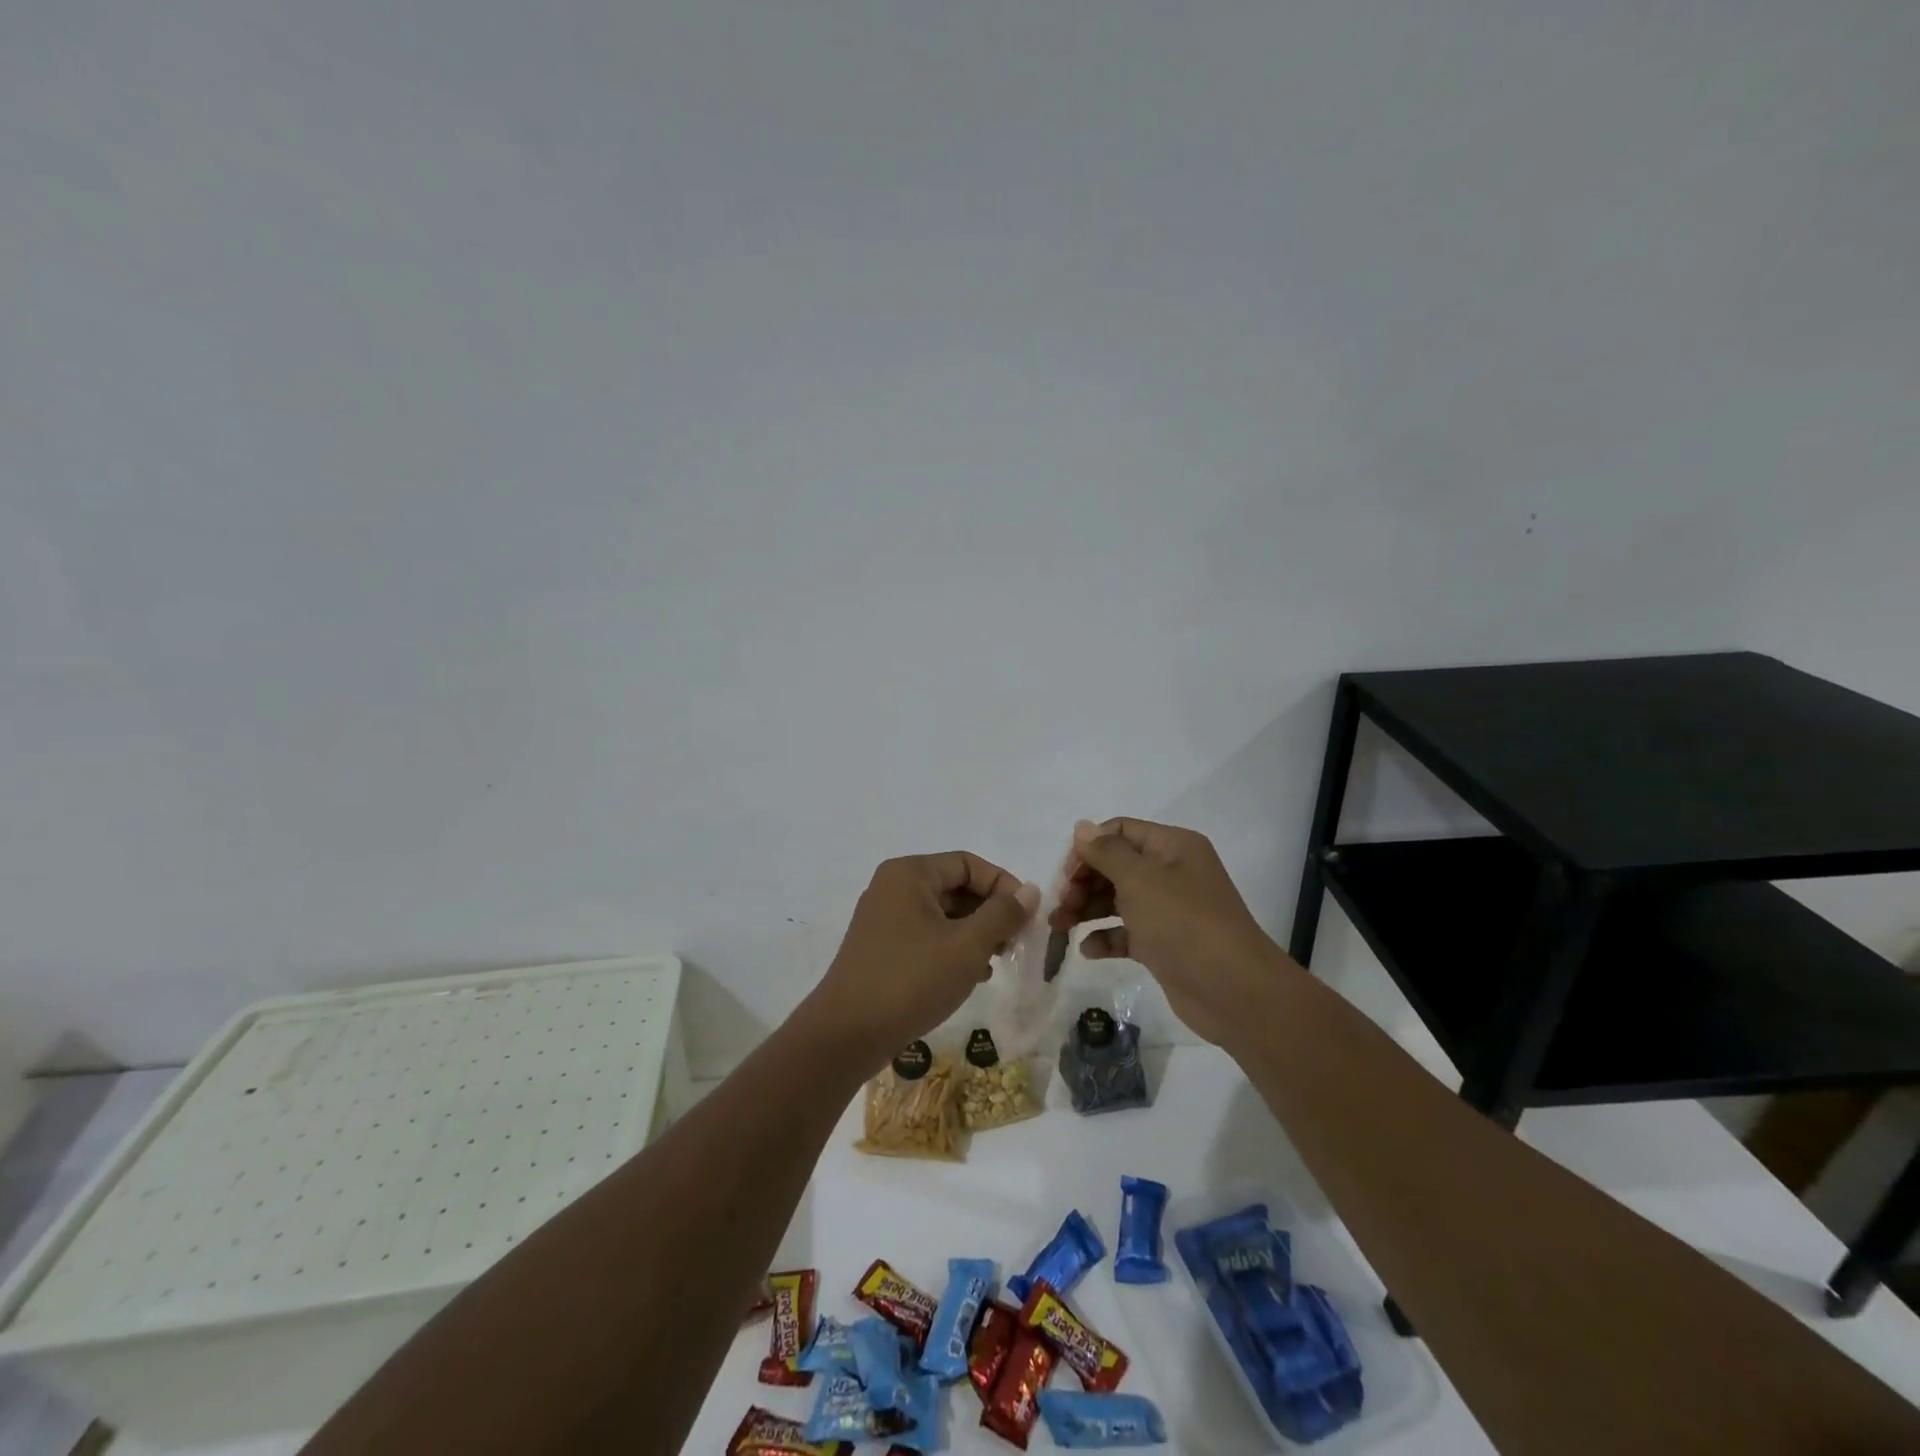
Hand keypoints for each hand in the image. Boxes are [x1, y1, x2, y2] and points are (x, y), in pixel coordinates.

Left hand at [804, 852, 1038, 1069]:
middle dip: (990, 913)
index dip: (1003, 886)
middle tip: (1014, 945)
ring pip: (943, 914)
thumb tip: (1031, 890)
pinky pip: (927, 935)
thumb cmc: (910, 980)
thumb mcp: (966, 946)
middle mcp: (894, 887)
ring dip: (974, 934)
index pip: (969, 864)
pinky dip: (952, 949)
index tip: (1027, 918)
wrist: (846, 1035)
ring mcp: (884, 918)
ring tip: (996, 963)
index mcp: (910, 874)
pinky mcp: (882, 947)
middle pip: (955, 887)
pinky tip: (971, 977)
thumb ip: (1002, 914)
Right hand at [1051, 817, 1291, 1049]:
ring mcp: (1168, 910)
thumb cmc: (1183, 922)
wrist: (1233, 990)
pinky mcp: (1164, 944)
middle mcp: (1171, 872)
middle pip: (1115, 865)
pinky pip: (1127, 932)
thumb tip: (1082, 827)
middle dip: (1083, 882)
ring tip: (1059, 927)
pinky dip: (1106, 937)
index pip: (1120, 831)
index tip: (1065, 874)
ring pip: (1117, 899)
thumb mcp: (1139, 879)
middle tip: (1060, 905)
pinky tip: (1088, 950)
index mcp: (1172, 846)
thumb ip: (1106, 852)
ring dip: (1086, 909)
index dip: (1089, 847)